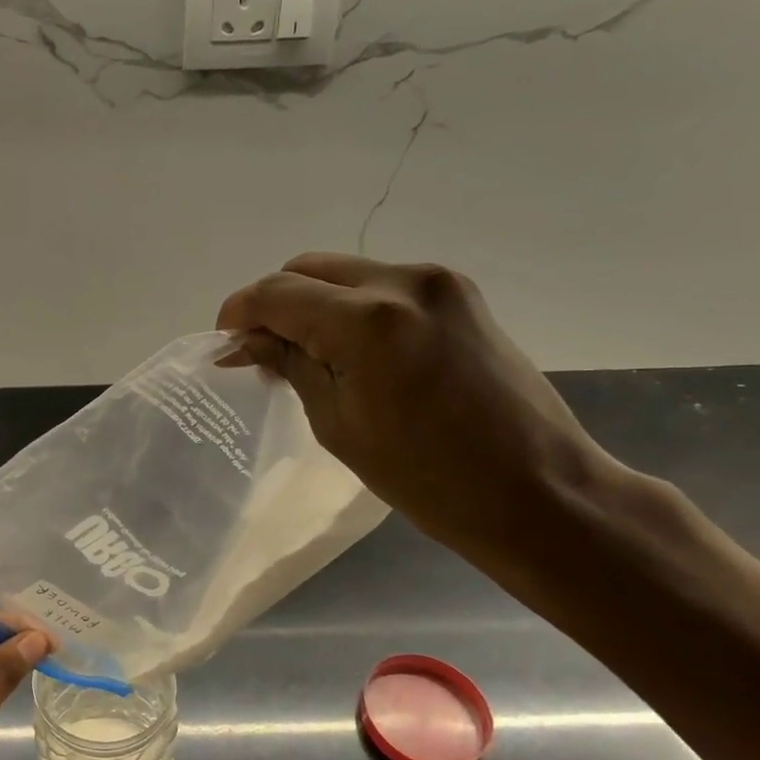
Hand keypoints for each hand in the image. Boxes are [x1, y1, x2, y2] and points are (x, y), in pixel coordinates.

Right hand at [217, 252, 615, 554]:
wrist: (536, 490)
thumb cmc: (426, 477)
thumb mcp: (338, 424)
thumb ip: (289, 366)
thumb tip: (245, 344)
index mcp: (367, 321)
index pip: (278, 293)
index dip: (239, 312)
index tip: (223, 344)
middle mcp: (403, 281)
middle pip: (309, 269)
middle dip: (274, 303)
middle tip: (260, 352)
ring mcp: (438, 282)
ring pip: (346, 273)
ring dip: (312, 304)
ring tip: (302, 354)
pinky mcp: (460, 294)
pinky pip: (382, 286)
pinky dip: (350, 308)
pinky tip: (347, 348)